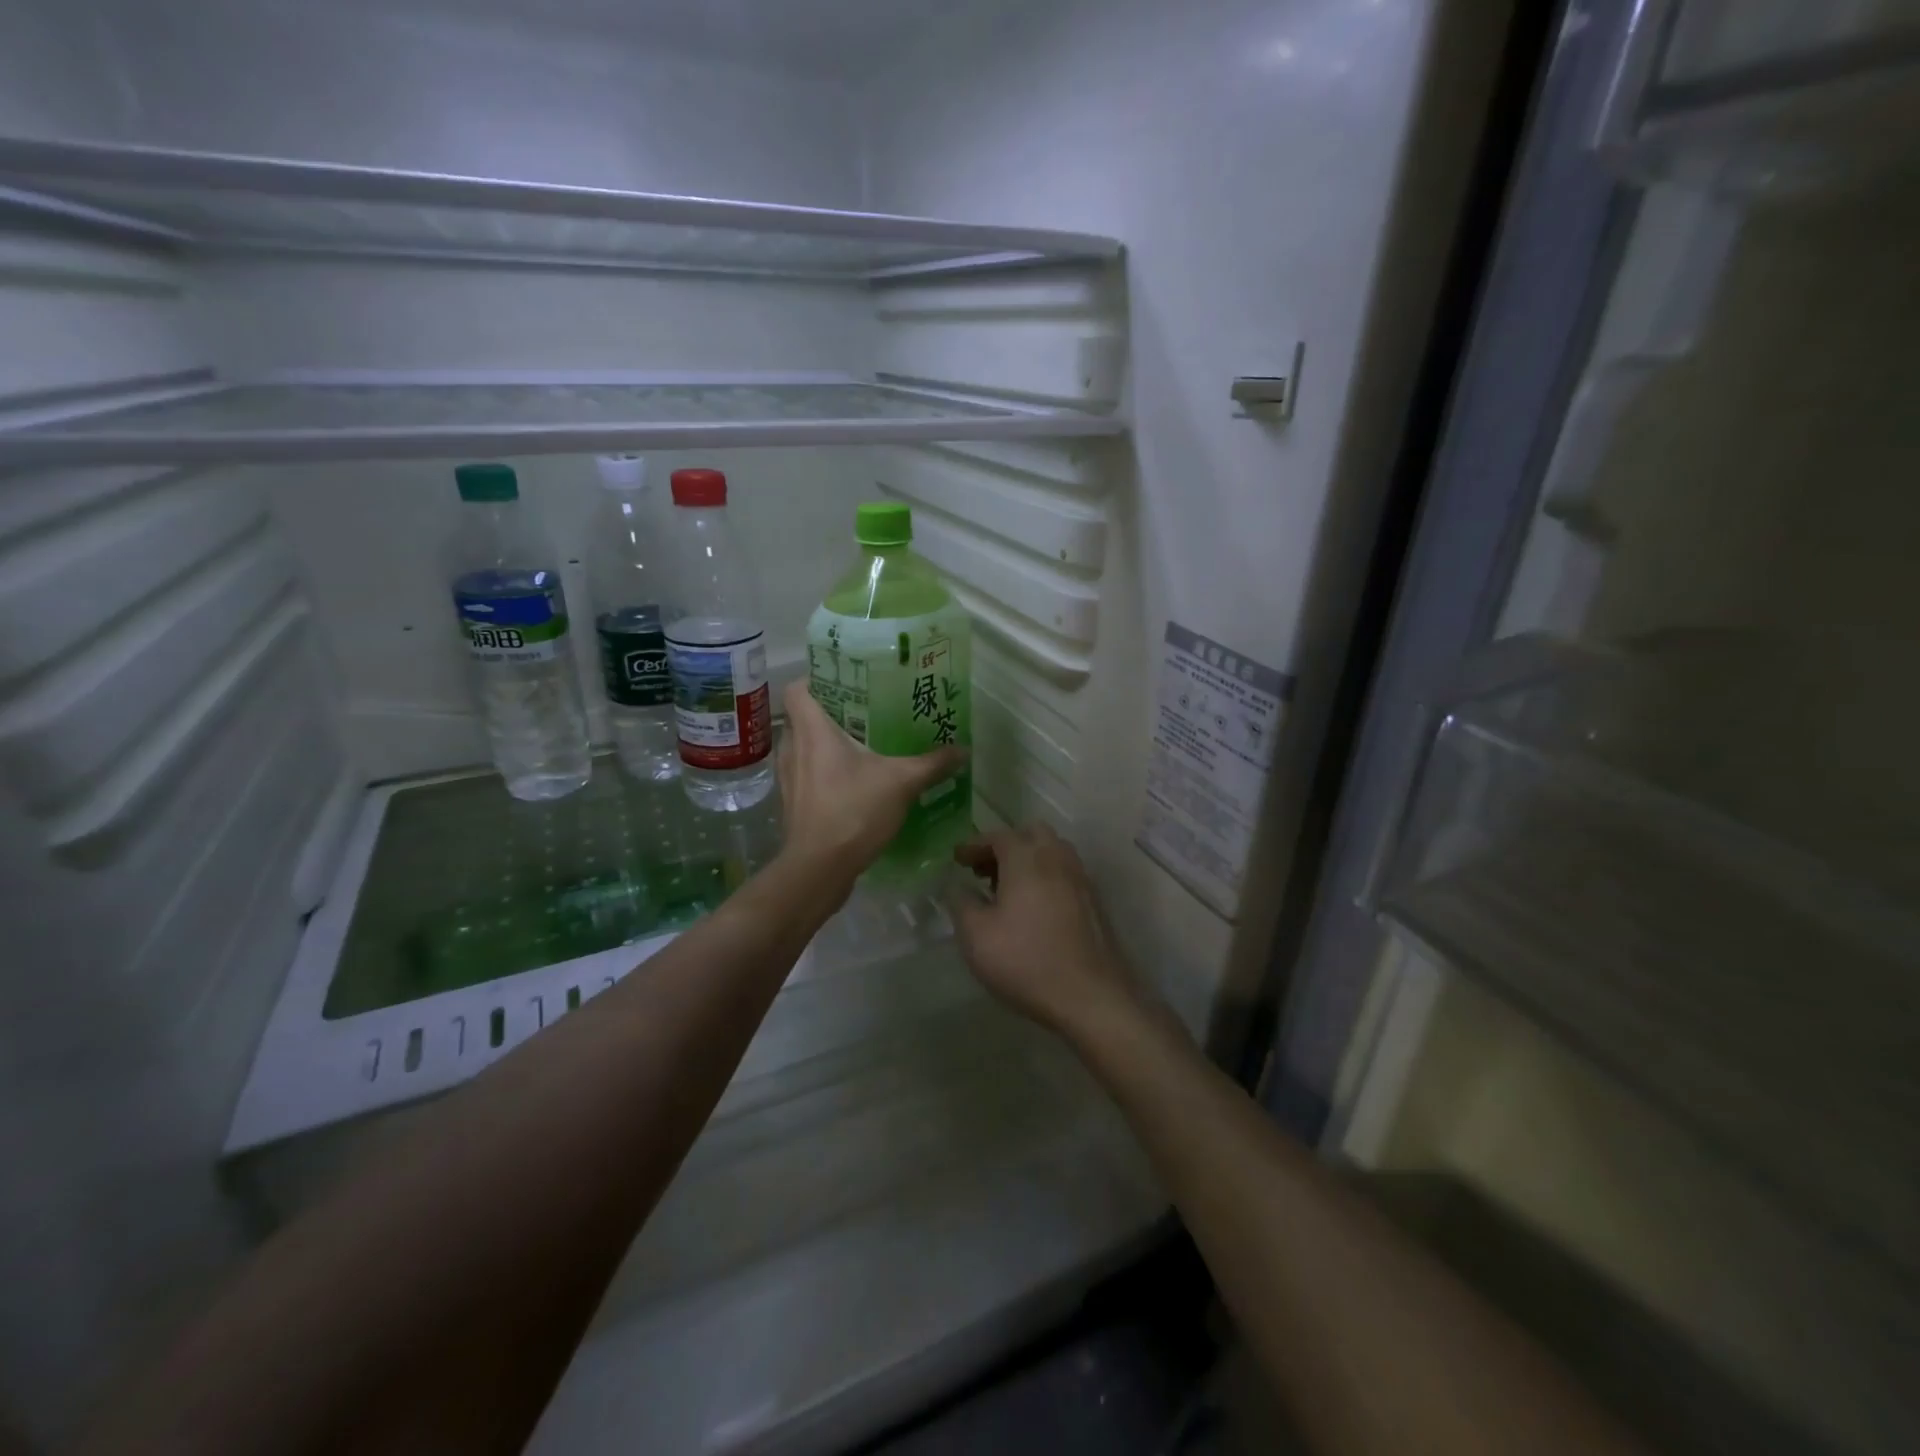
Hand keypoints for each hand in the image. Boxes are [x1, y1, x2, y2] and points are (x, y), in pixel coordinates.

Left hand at [776, 680, 966, 884]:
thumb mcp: (901, 783)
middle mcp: (793, 748)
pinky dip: (822, 772)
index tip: (844, 682)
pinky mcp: (791, 804)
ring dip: (824, 744)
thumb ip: (932, 764)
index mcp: (812, 730)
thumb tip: (964, 750)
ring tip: (860, 746)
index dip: (816, 679)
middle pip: (802, 716)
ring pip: (803, 747)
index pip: (798, 688)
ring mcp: (788, 778)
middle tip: (864, 713)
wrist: (819, 868)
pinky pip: (805, 774)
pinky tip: (852, 783)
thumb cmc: (854, 811)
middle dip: (829, 712)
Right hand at [948, 824, 1138, 1036]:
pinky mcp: (1094, 902)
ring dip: (1028, 858)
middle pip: (1030, 833)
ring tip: (1007, 887)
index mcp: (1026, 859)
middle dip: (1004, 845)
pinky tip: (1033, 906)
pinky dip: (1045, 875)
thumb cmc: (1025, 961)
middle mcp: (1057, 859)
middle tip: (984, 869)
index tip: (957, 858)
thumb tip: (955, 884)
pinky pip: (1065, 872)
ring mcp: (1080, 879)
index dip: (974, 843)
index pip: (998, 836)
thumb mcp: (976, 936)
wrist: (1090, 996)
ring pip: (1052, 851)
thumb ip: (960, 902)